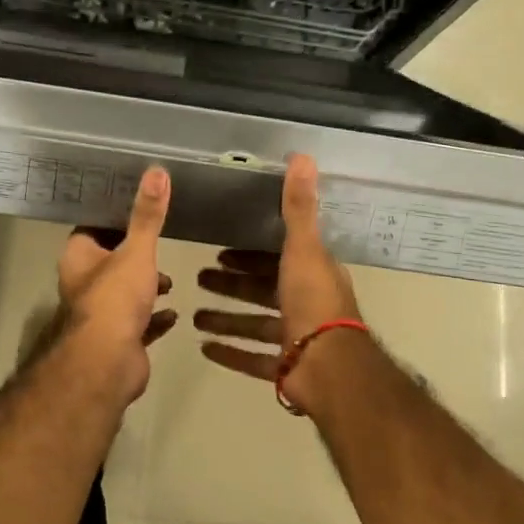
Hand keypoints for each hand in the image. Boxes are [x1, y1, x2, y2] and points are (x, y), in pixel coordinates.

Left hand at [53, 166, 175, 405]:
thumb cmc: (115, 298)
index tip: (139, 206)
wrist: (108, 363)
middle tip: (160, 243)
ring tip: (171, 279)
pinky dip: (155, 317)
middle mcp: (84, 283)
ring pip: (125, 293)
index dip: (114, 217)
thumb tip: (157, 171)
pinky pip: (140, 323)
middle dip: (135, 254)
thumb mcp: (136, 250)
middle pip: (110, 260)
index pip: (93, 228)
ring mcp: (101, 315)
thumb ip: (148, 215)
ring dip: (147, 286)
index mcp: (79, 257)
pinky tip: (174, 312)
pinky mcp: (120, 340)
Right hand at [195, 155, 362, 410]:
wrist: (329, 367)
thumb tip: (302, 156)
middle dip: (232, 284)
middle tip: (199, 277)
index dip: (249, 254)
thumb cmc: (313, 302)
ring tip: (194, 316)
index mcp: (312, 275)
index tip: (221, 251)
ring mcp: (296, 339)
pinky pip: (253, 359)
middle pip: (262, 290)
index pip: (277, 258)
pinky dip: (231, 353)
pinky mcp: (286, 367)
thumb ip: (298, 206)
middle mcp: (306, 304)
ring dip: (226, 319)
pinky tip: (205, 348)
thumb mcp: (303, 248)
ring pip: (255, 325)